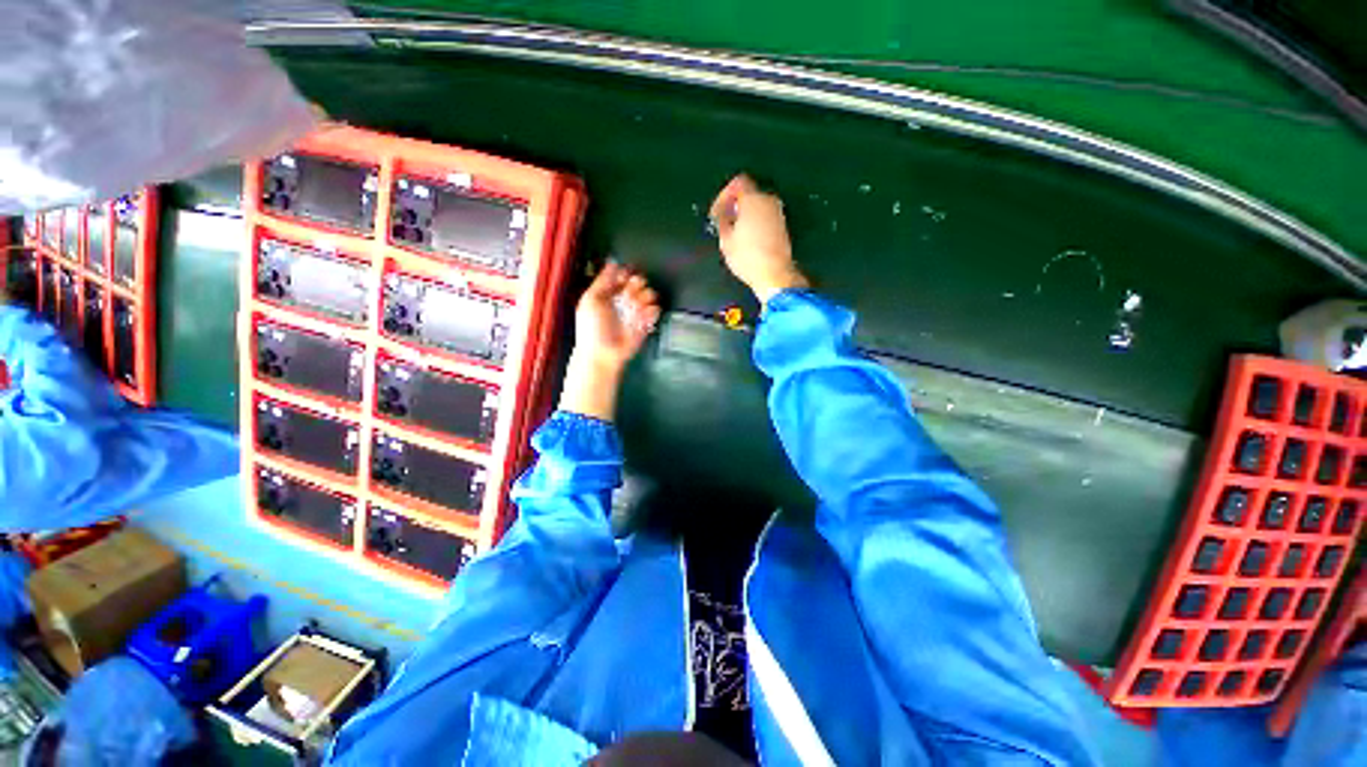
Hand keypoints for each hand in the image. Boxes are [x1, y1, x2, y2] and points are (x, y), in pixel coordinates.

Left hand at [559, 262, 660, 420]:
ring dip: (644, 297)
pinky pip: (655, 310)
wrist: (602, 353)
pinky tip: (643, 316)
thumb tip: (612, 261)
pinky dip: (651, 311)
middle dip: (636, 285)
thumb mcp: (590, 299)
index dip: (625, 273)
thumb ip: (602, 280)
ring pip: (649, 294)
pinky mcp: (646, 324)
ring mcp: (636, 312)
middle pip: (638, 282)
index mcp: (609, 293)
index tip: (623, 278)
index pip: (623, 275)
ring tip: (635, 307)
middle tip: (629, 294)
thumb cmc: (592, 327)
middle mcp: (624, 300)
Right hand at [710, 174, 807, 303]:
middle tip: (724, 221)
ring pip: (757, 205)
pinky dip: (755, 222)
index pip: (738, 182)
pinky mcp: (783, 226)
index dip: (724, 195)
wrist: (774, 274)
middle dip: (735, 205)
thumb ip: (723, 220)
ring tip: (734, 232)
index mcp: (753, 199)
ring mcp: (778, 213)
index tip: (717, 211)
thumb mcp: (726, 240)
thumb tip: (724, 214)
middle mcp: (768, 201)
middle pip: (748, 193)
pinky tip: (747, 238)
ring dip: (745, 214)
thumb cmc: (747, 257)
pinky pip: (765, 216)